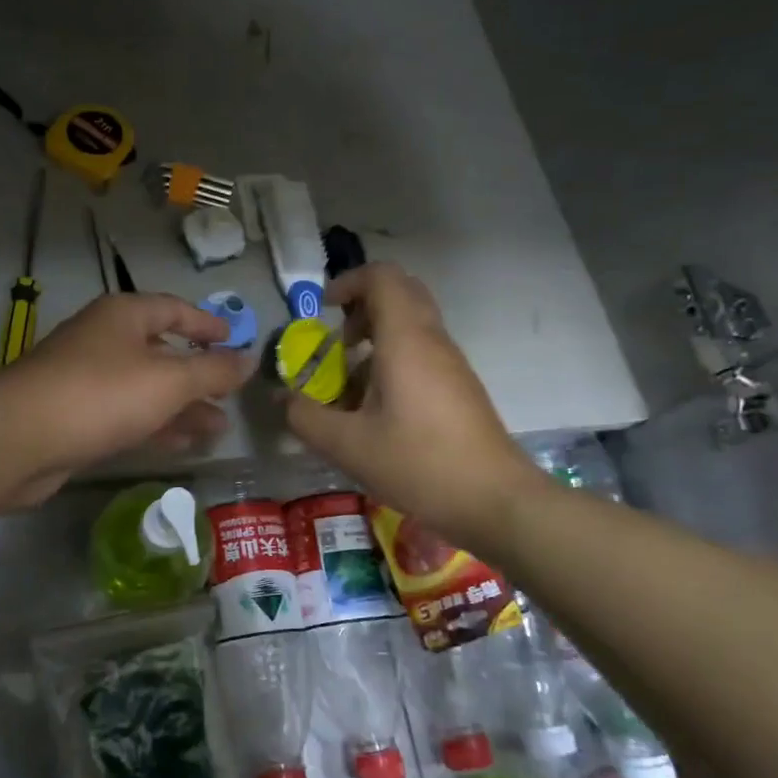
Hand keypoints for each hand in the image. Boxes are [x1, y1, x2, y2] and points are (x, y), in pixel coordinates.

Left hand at [0, 293, 253, 504]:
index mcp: (123, 316)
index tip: (235, 340)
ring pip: (145, 389)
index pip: (174, 308)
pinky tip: (183, 444)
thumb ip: (213, 370)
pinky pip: (126, 416)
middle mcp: (104, 341)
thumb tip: (250, 359)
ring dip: (181, 407)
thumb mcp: (169, 379)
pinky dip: (155, 426)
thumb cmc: (102, 394)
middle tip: (230, 396)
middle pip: (161, 351)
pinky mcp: (75, 418)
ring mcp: (86, 380)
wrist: (18, 439)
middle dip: (198, 375)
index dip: (207, 323)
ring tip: (218, 429)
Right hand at [285, 264, 542, 547]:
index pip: (382, 277)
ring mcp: (450, 362)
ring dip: (376, 337)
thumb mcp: (348, 445)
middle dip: (362, 306)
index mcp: (405, 339)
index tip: (323, 311)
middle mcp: (432, 339)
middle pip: (400, 293)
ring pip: (412, 323)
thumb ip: (306, 417)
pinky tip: (376, 407)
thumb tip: (282, 399)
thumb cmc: (419, 463)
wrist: (495, 500)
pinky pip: (422, 351)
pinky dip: (393, 359)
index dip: (348, 282)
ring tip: (350, 381)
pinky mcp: (459, 386)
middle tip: (338, 340)